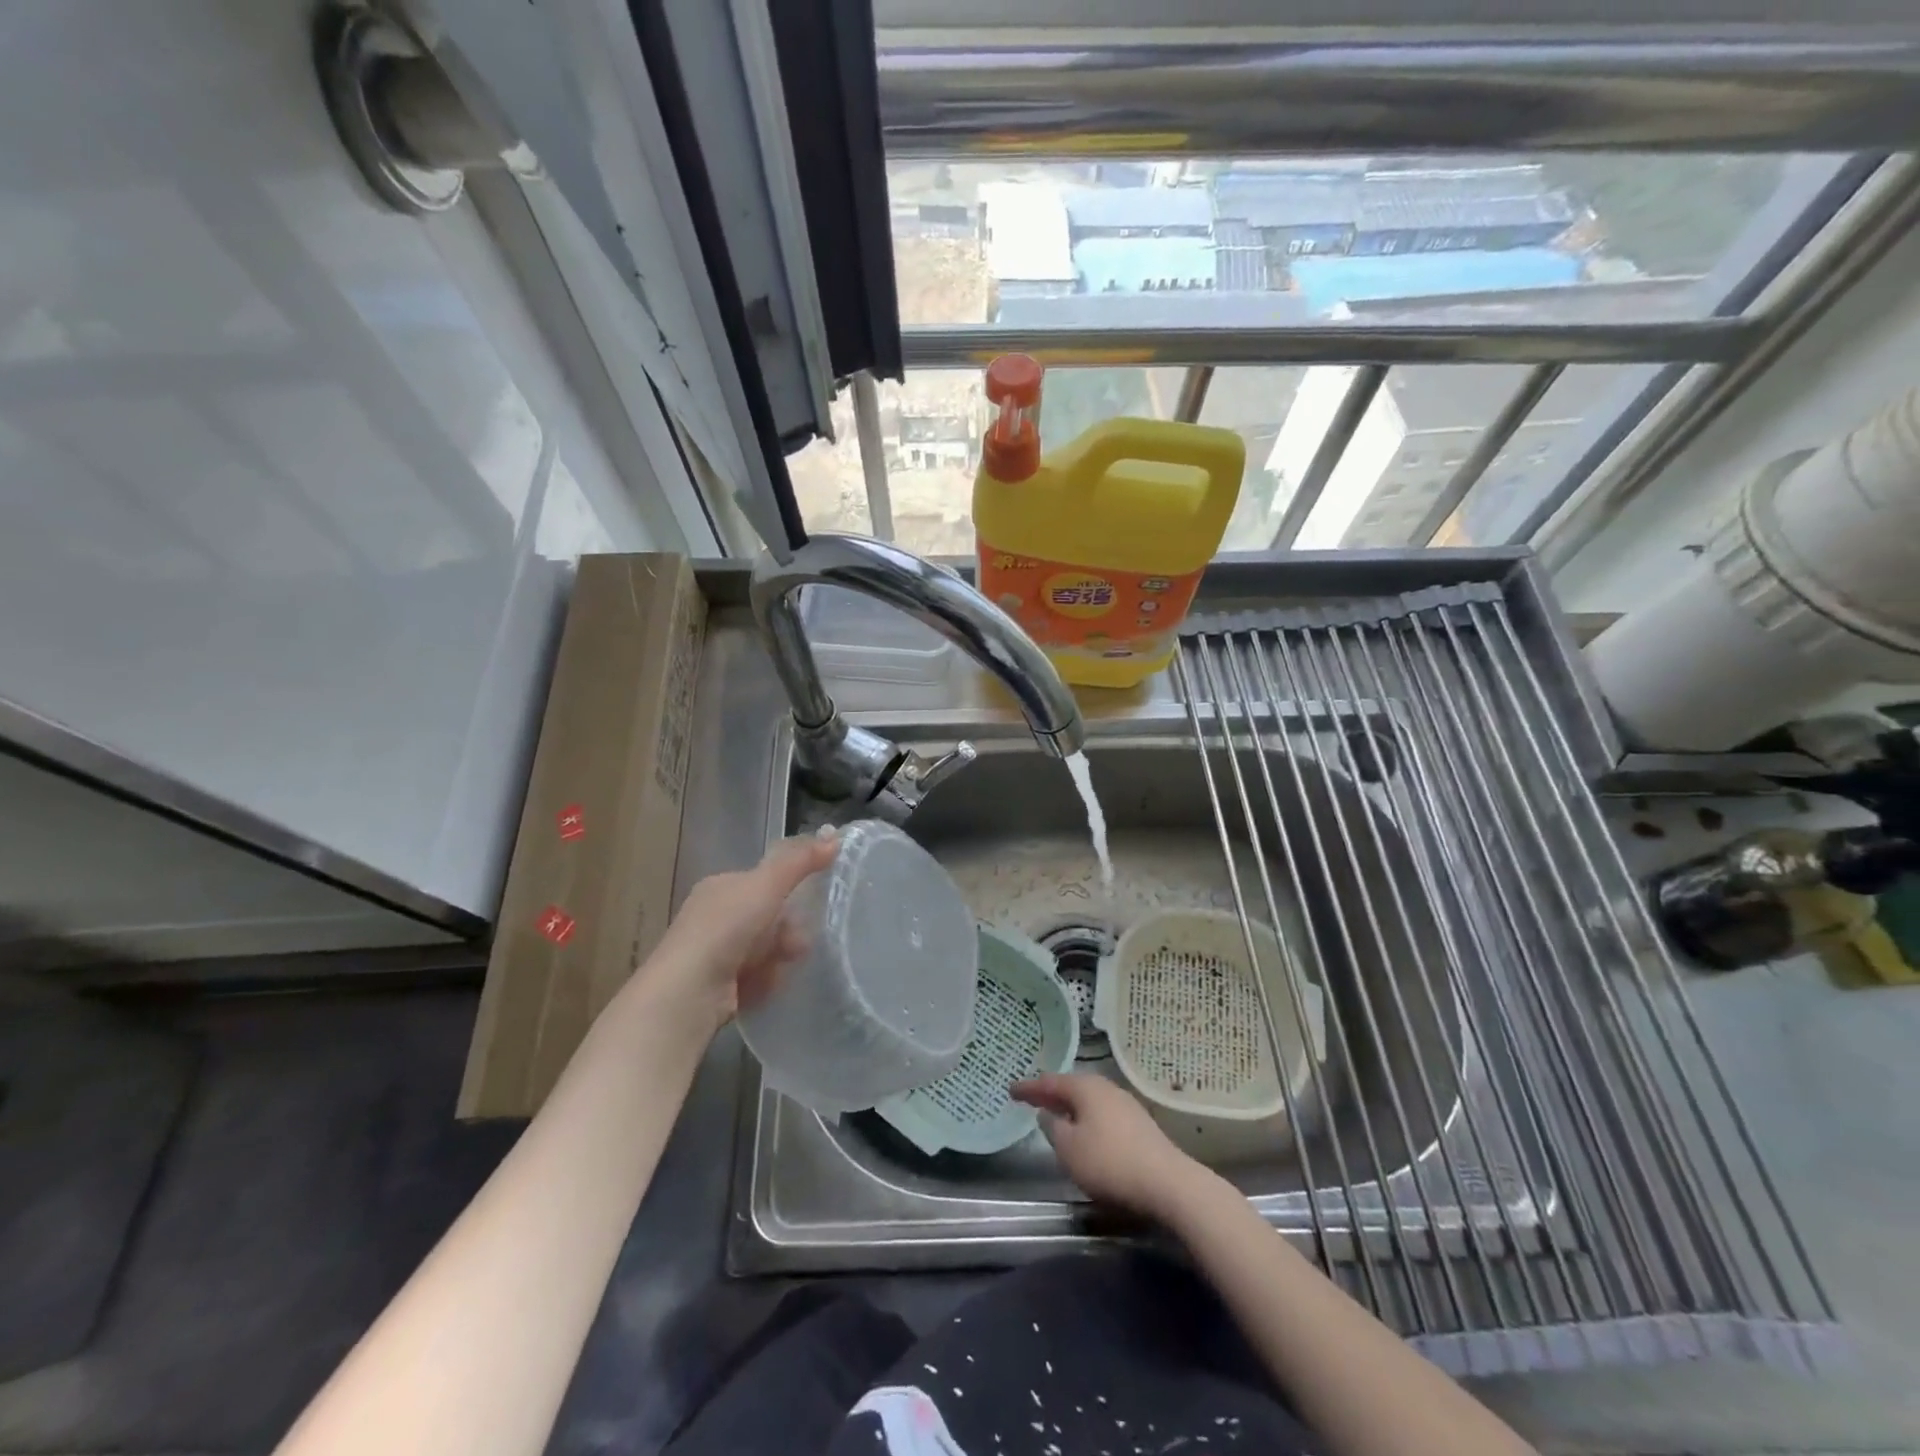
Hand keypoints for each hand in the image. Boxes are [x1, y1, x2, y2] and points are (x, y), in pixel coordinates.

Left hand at [635, 832, 837, 1032]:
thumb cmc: (726, 928)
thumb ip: (800, 861)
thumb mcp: (767, 885)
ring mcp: (713, 953)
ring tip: (780, 968)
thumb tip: (835, 836)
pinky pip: (754, 977)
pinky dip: (764, 981)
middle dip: (786, 931)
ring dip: (778, 958)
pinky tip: (763, 986)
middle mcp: (713, 917)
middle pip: (767, 918)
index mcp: (720, 887)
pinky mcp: (716, 987)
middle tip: (798, 945)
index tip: (808, 905)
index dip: (788, 891)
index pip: (763, 882)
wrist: (688, 991)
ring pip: (764, 950)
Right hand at [1011, 1072, 1210, 1221]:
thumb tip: (1048, 1114)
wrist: (1168, 1183)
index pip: (1050, 1082)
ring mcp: (1125, 1105)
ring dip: (1071, 1106)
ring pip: (1089, 1100)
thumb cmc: (1110, 1162)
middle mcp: (1106, 1088)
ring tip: (1056, 1114)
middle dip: (1051, 1093)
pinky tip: (1086, 1131)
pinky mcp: (1139, 1125)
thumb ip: (1053, 1129)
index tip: (1011, 1089)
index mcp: (1085, 1088)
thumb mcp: (1070, 1149)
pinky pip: (1102, 1113)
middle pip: (1072, 1087)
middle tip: (1032, 1099)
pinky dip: (1087, 1118)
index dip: (1029, 1087)